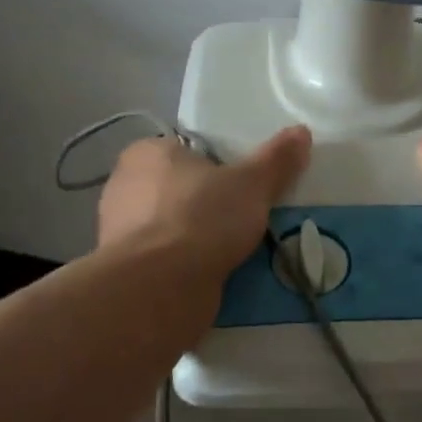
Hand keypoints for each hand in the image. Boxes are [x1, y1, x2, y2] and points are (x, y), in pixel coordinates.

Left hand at [98, 127, 311, 283]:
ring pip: (172, 227)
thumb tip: (301, 131)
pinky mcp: (125, 272)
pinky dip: (185, 267)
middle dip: (208, 204)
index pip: (186, 150)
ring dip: (197, 238)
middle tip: (245, 218)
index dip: (216, 165)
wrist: (158, 289)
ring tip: (236, 251)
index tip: (243, 184)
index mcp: (146, 152)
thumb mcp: (251, 183)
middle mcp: (124, 186)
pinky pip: (164, 261)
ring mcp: (120, 232)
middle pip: (180, 189)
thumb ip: (276, 159)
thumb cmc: (200, 218)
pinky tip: (214, 276)